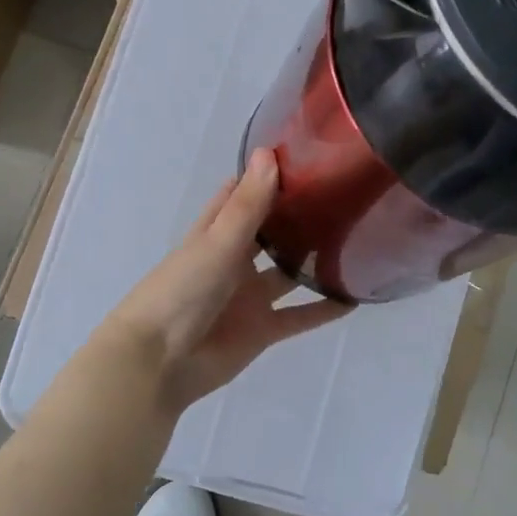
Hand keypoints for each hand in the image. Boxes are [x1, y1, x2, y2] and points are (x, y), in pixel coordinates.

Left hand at [99, 149, 350, 411]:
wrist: (159, 363)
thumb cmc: (181, 291)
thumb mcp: (217, 243)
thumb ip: (247, 205)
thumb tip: (269, 153)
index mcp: (215, 233)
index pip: (241, 195)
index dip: (267, 176)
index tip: (306, 156)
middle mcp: (235, 261)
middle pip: (270, 232)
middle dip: (299, 216)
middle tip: (345, 195)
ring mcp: (249, 297)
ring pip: (289, 274)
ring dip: (314, 261)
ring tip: (357, 241)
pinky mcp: (262, 329)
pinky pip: (299, 317)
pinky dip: (322, 309)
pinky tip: (353, 298)